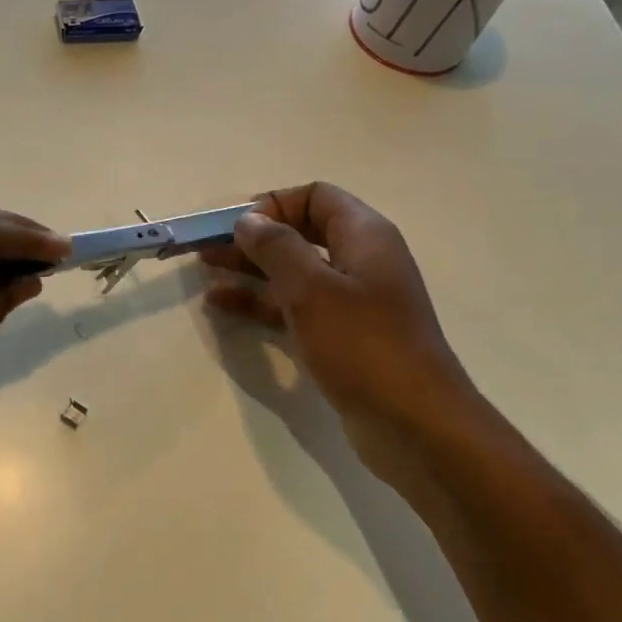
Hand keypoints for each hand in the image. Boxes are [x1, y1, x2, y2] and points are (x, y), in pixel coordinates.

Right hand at [201, 183, 474, 435]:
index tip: (236, 227)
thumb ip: (276, 247)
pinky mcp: (342, 336)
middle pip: (300, 233)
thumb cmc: (363, 345)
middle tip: (207, 249)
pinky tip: (223, 306)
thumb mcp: (312, 289)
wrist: (415, 424)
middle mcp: (360, 260)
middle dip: (253, 238)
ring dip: (251, 270)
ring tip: (206, 275)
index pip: (315, 197)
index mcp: (364, 235)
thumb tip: (249, 220)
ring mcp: (352, 301)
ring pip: (294, 272)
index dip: (273, 204)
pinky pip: (295, 307)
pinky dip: (262, 302)